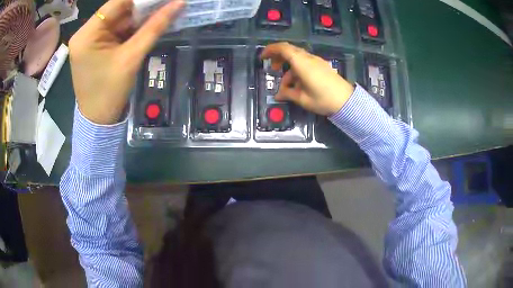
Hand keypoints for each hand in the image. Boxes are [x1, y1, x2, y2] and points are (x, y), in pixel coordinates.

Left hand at [69, 0, 183, 124]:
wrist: (98, 120)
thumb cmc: (111, 92)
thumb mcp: (132, 57)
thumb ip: (154, 27)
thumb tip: (179, 3)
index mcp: (87, 35)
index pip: (116, 3)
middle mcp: (84, 33)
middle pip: (116, 10)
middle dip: (141, 7)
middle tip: (164, 4)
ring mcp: (88, 40)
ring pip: (117, 20)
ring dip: (137, 17)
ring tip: (159, 13)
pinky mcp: (93, 47)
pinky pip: (114, 30)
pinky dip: (130, 28)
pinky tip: (145, 25)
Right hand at [260, 42, 354, 115]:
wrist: (347, 101)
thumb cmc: (323, 99)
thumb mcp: (302, 99)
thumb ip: (288, 94)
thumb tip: (278, 95)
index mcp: (302, 63)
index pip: (283, 48)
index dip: (270, 50)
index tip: (262, 57)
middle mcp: (308, 58)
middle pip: (290, 50)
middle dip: (278, 57)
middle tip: (272, 68)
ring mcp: (316, 61)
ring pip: (297, 58)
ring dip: (288, 68)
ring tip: (286, 86)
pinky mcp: (322, 66)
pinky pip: (305, 63)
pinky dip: (297, 70)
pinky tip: (298, 84)